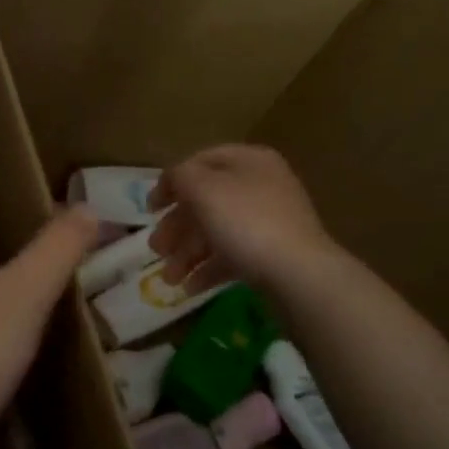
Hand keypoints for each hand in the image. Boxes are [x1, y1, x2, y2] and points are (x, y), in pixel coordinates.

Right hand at [148, 145, 336, 294]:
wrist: (298, 273)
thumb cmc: (246, 222)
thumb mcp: (203, 189)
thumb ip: (180, 177)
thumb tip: (173, 181)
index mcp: (249, 161)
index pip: (200, 162)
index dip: (170, 182)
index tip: (149, 210)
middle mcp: (261, 186)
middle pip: (206, 201)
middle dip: (176, 227)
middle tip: (155, 249)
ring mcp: (269, 222)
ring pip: (217, 232)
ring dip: (187, 254)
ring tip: (169, 278)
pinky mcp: (272, 254)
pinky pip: (232, 256)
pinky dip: (208, 270)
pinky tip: (190, 288)